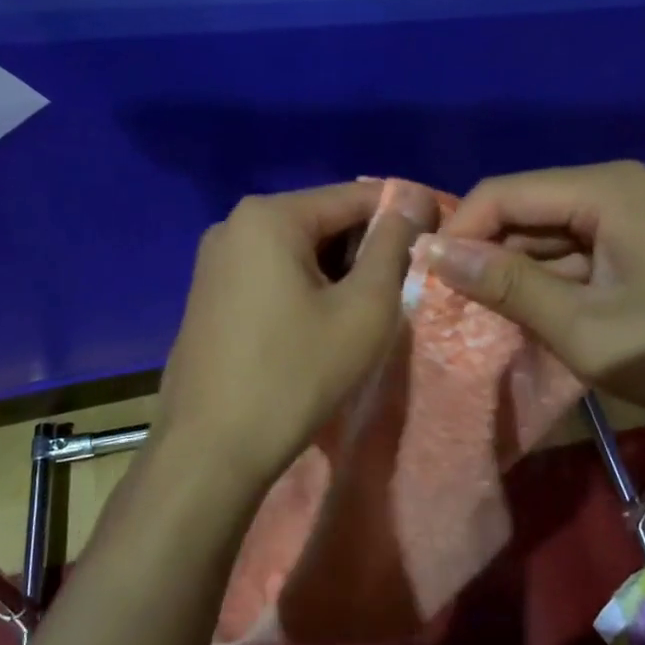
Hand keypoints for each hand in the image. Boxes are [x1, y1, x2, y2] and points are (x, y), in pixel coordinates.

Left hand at [153, 181, 437, 497]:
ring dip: (336, 274)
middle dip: (365, 250)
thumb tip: (415, 197)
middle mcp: (234, 224)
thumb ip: (394, 246)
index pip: (357, 196)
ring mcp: (214, 261)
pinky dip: (303, 289)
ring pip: (297, 250)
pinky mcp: (208, 295)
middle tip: (398, 293)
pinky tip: (317, 329)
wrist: (211, 449)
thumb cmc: (296, 374)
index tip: (436, 245)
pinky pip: (270, 274)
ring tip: (360, 316)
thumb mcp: (364, 309)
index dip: (404, 216)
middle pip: (323, 221)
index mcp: (270, 215)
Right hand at [426, 161, 644, 432]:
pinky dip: (554, 279)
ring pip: (552, 231)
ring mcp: (639, 212)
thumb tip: (433, 252)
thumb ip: (509, 286)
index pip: (502, 193)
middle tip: (454, 308)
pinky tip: (538, 315)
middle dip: (487, 254)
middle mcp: (619, 186)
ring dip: (518, 271)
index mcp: (605, 191)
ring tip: (487, 318)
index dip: (458, 233)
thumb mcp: (587, 328)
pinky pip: (582, 249)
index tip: (432, 284)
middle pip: (527, 207)